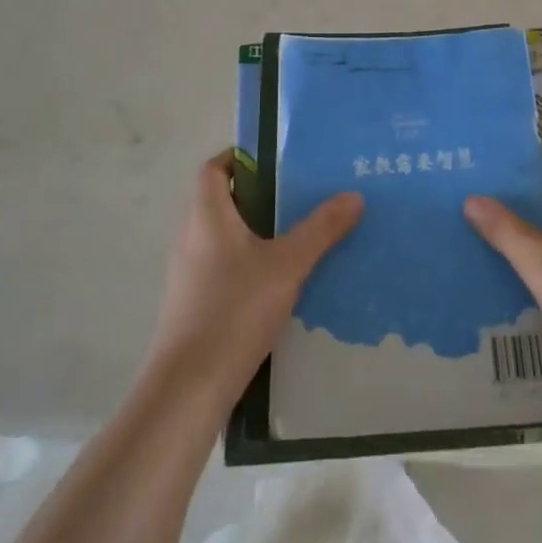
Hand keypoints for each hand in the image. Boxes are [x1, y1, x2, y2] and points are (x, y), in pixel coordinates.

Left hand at [145, 152, 363, 404]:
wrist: (190, 384)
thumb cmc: (235, 309)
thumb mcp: (288, 265)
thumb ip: (321, 229)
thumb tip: (353, 196)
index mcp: (207, 215)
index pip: (214, 169)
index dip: (240, 158)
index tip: (276, 161)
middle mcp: (190, 236)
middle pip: (221, 201)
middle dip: (259, 196)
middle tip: (301, 197)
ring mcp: (187, 272)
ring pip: (223, 236)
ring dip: (255, 231)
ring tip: (298, 236)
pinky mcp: (192, 302)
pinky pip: (222, 266)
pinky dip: (248, 262)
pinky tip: (279, 282)